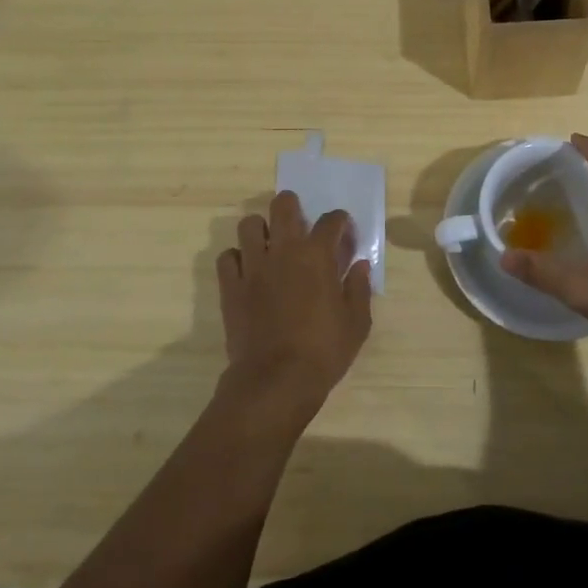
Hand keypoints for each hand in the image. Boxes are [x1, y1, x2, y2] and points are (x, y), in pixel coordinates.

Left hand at [216, 191, 371, 419]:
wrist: (275, 380)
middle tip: (299, 222)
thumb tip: (360, 265)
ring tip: (270, 245)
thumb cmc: (323, 351)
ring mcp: (253, 267)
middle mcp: (283, 251)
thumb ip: (359, 288)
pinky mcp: (231, 286)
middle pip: (283, 206)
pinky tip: (247, 271)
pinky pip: (227, 257)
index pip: (331, 221)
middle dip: (292, 206)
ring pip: (249, 225)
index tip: (343, 233)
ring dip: (261, 229)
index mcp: (317, 256)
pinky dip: (237, 258)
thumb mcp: (356, 323)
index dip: (340, 222)